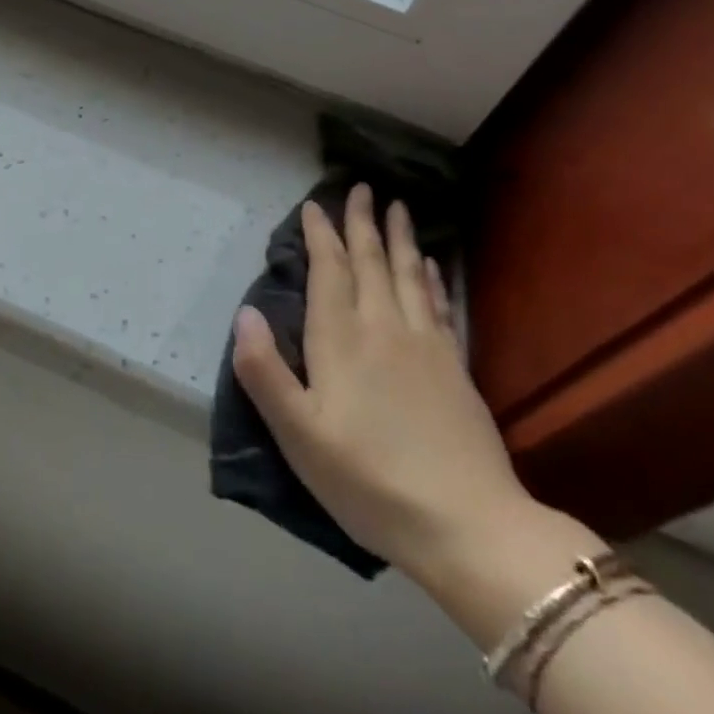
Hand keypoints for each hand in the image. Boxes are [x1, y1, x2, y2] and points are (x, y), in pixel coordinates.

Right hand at [231, 185, 533, 578]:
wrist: (468, 526)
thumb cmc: (368, 480)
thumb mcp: (298, 434)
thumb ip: (264, 371)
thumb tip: (244, 311)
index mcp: (341, 342)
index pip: (329, 272)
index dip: (321, 235)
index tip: (315, 205)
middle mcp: (384, 329)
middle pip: (371, 263)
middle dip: (362, 223)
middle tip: (361, 187)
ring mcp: (426, 347)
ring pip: (407, 276)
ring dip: (399, 238)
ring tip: (398, 207)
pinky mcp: (455, 369)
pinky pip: (438, 305)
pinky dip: (431, 278)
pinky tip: (431, 265)